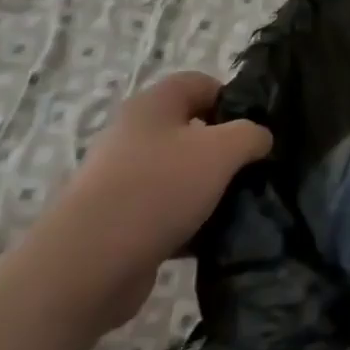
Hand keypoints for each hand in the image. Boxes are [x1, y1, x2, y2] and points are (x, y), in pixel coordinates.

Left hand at [25, 72, 271, 336]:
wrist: (88, 265)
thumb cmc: (158, 189)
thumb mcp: (222, 151)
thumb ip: (251, 135)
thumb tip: (260, 138)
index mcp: (153, 105)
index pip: (201, 83)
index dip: (233, 99)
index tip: (257, 129)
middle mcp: (134, 135)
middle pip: (192, 130)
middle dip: (225, 148)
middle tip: (253, 169)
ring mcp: (124, 179)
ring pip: (181, 173)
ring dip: (210, 188)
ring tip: (239, 205)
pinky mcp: (121, 220)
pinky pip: (167, 210)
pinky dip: (191, 221)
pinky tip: (213, 237)